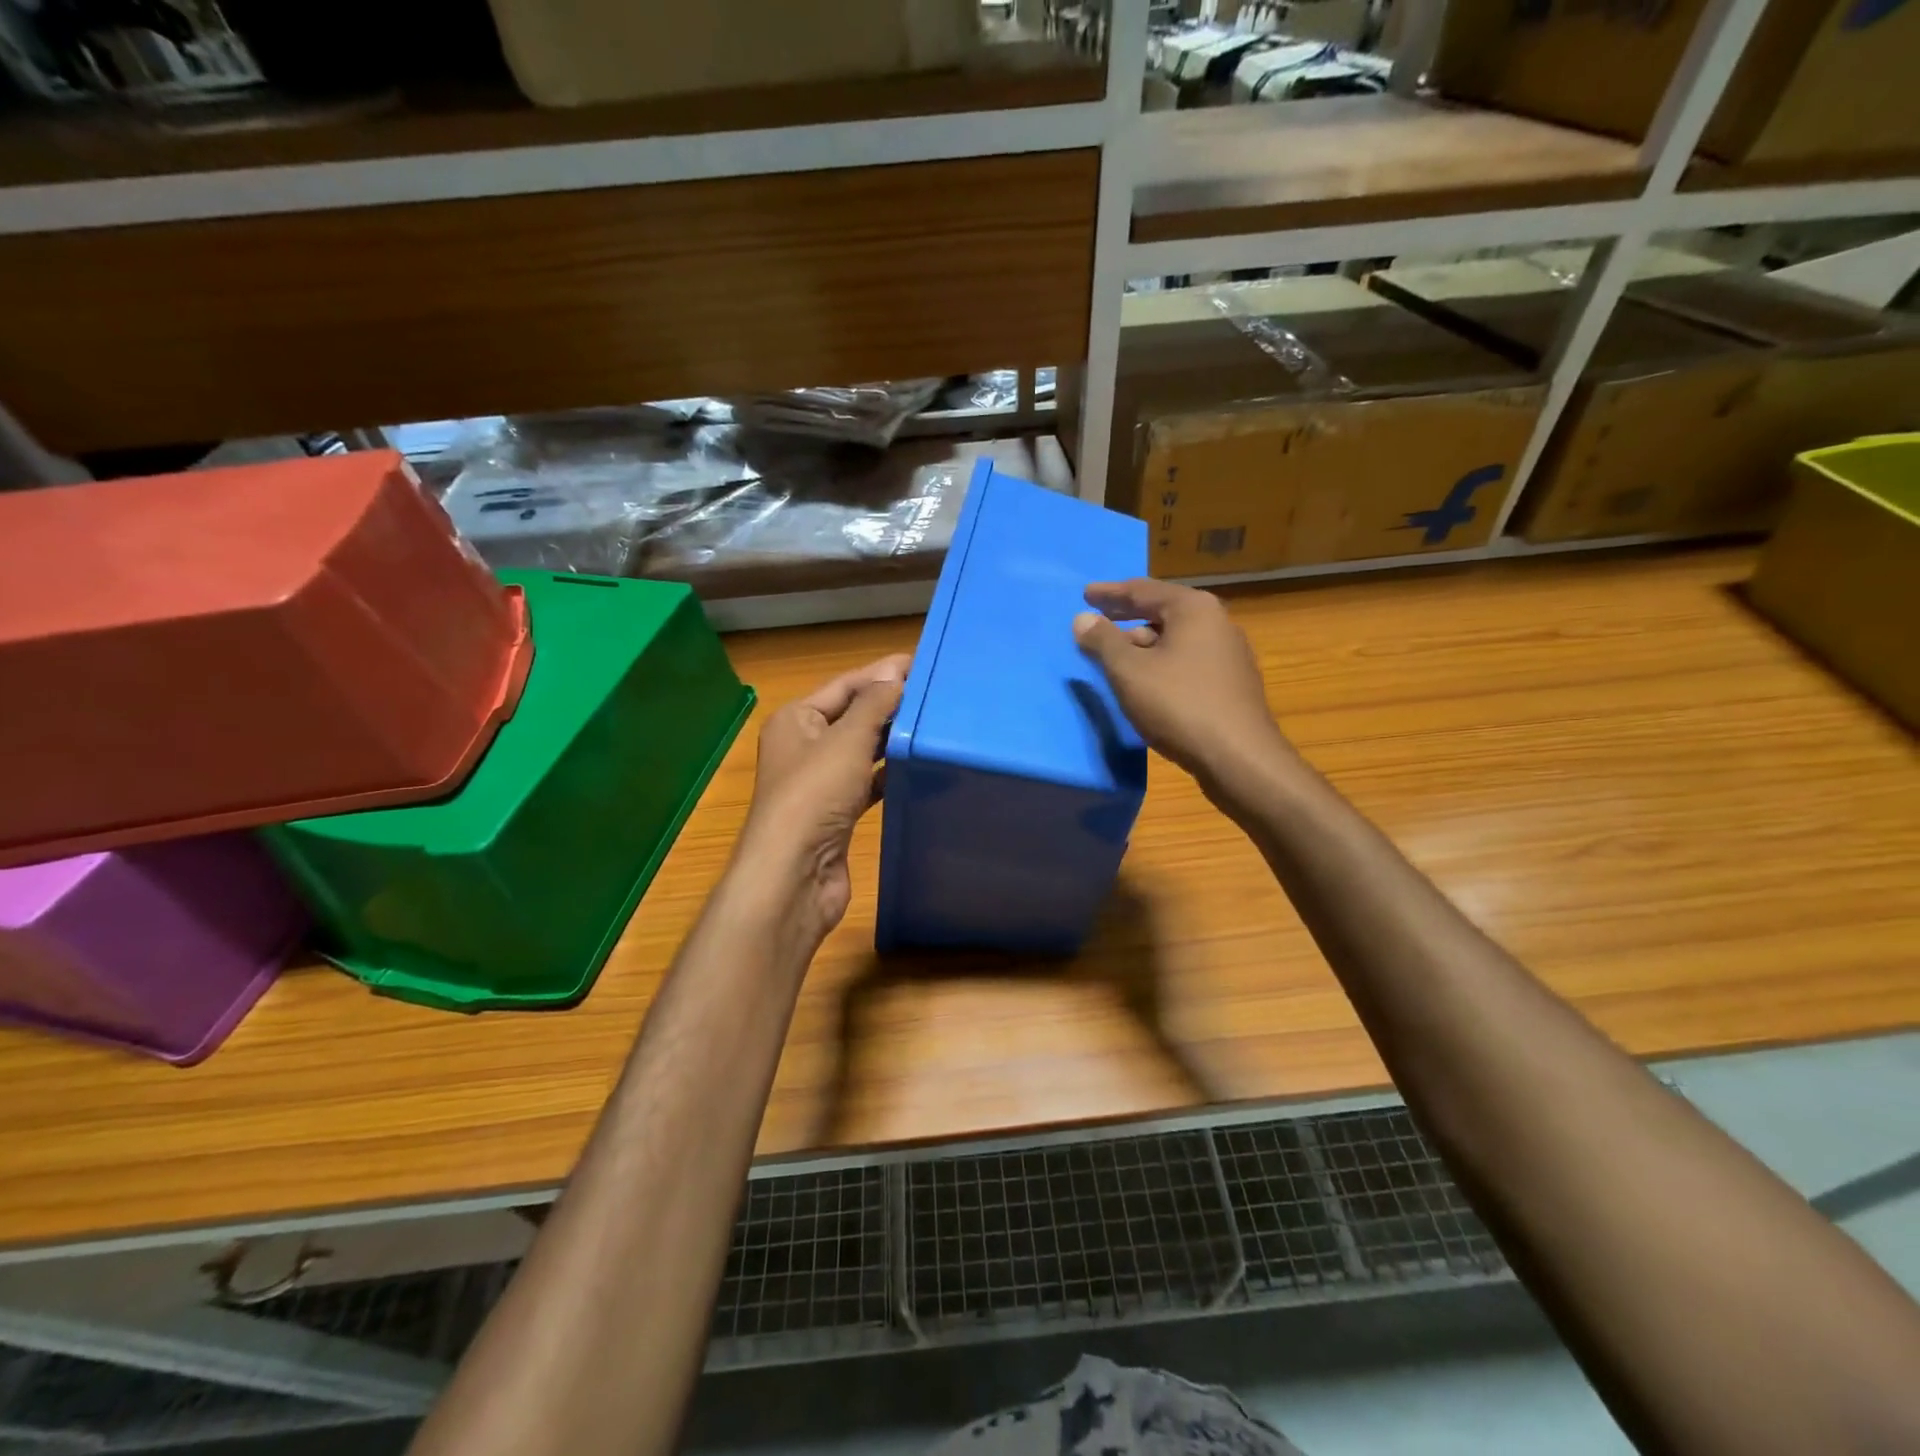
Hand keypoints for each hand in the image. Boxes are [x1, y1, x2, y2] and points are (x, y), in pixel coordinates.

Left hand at [737, 655, 909, 936]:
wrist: (795, 875)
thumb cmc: (815, 795)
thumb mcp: (846, 740)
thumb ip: (874, 704)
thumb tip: (896, 674)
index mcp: (796, 719)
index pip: (845, 685)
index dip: (882, 673)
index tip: (924, 664)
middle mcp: (804, 746)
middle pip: (854, 715)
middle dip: (891, 705)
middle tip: (938, 693)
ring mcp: (820, 782)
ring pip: (863, 750)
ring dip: (893, 739)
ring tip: (936, 723)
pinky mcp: (837, 812)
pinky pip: (868, 782)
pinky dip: (890, 773)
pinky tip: (918, 765)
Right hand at [1073, 578, 1292, 802]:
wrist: (1239, 758)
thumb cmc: (1179, 705)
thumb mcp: (1129, 671)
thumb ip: (1103, 641)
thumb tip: (1083, 618)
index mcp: (1194, 609)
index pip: (1143, 590)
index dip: (1110, 593)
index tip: (1086, 594)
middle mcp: (1216, 622)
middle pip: (1162, 611)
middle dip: (1127, 617)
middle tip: (1097, 619)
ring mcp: (1228, 654)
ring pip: (1175, 639)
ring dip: (1143, 643)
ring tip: (1116, 655)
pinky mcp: (1231, 683)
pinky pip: (1187, 661)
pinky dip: (1161, 662)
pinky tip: (1146, 681)